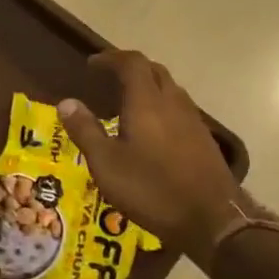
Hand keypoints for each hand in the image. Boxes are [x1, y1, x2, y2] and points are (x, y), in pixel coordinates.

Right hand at [59, 51, 252, 255]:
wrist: (212, 220)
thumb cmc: (152, 189)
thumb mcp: (106, 163)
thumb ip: (85, 130)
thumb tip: (66, 102)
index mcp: (147, 102)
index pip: (132, 63)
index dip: (111, 58)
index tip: (92, 65)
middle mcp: (173, 103)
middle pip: (154, 71)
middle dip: (131, 69)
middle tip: (109, 79)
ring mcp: (193, 121)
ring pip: (170, 90)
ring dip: (149, 87)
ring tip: (128, 104)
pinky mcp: (204, 140)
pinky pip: (179, 110)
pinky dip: (162, 108)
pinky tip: (153, 131)